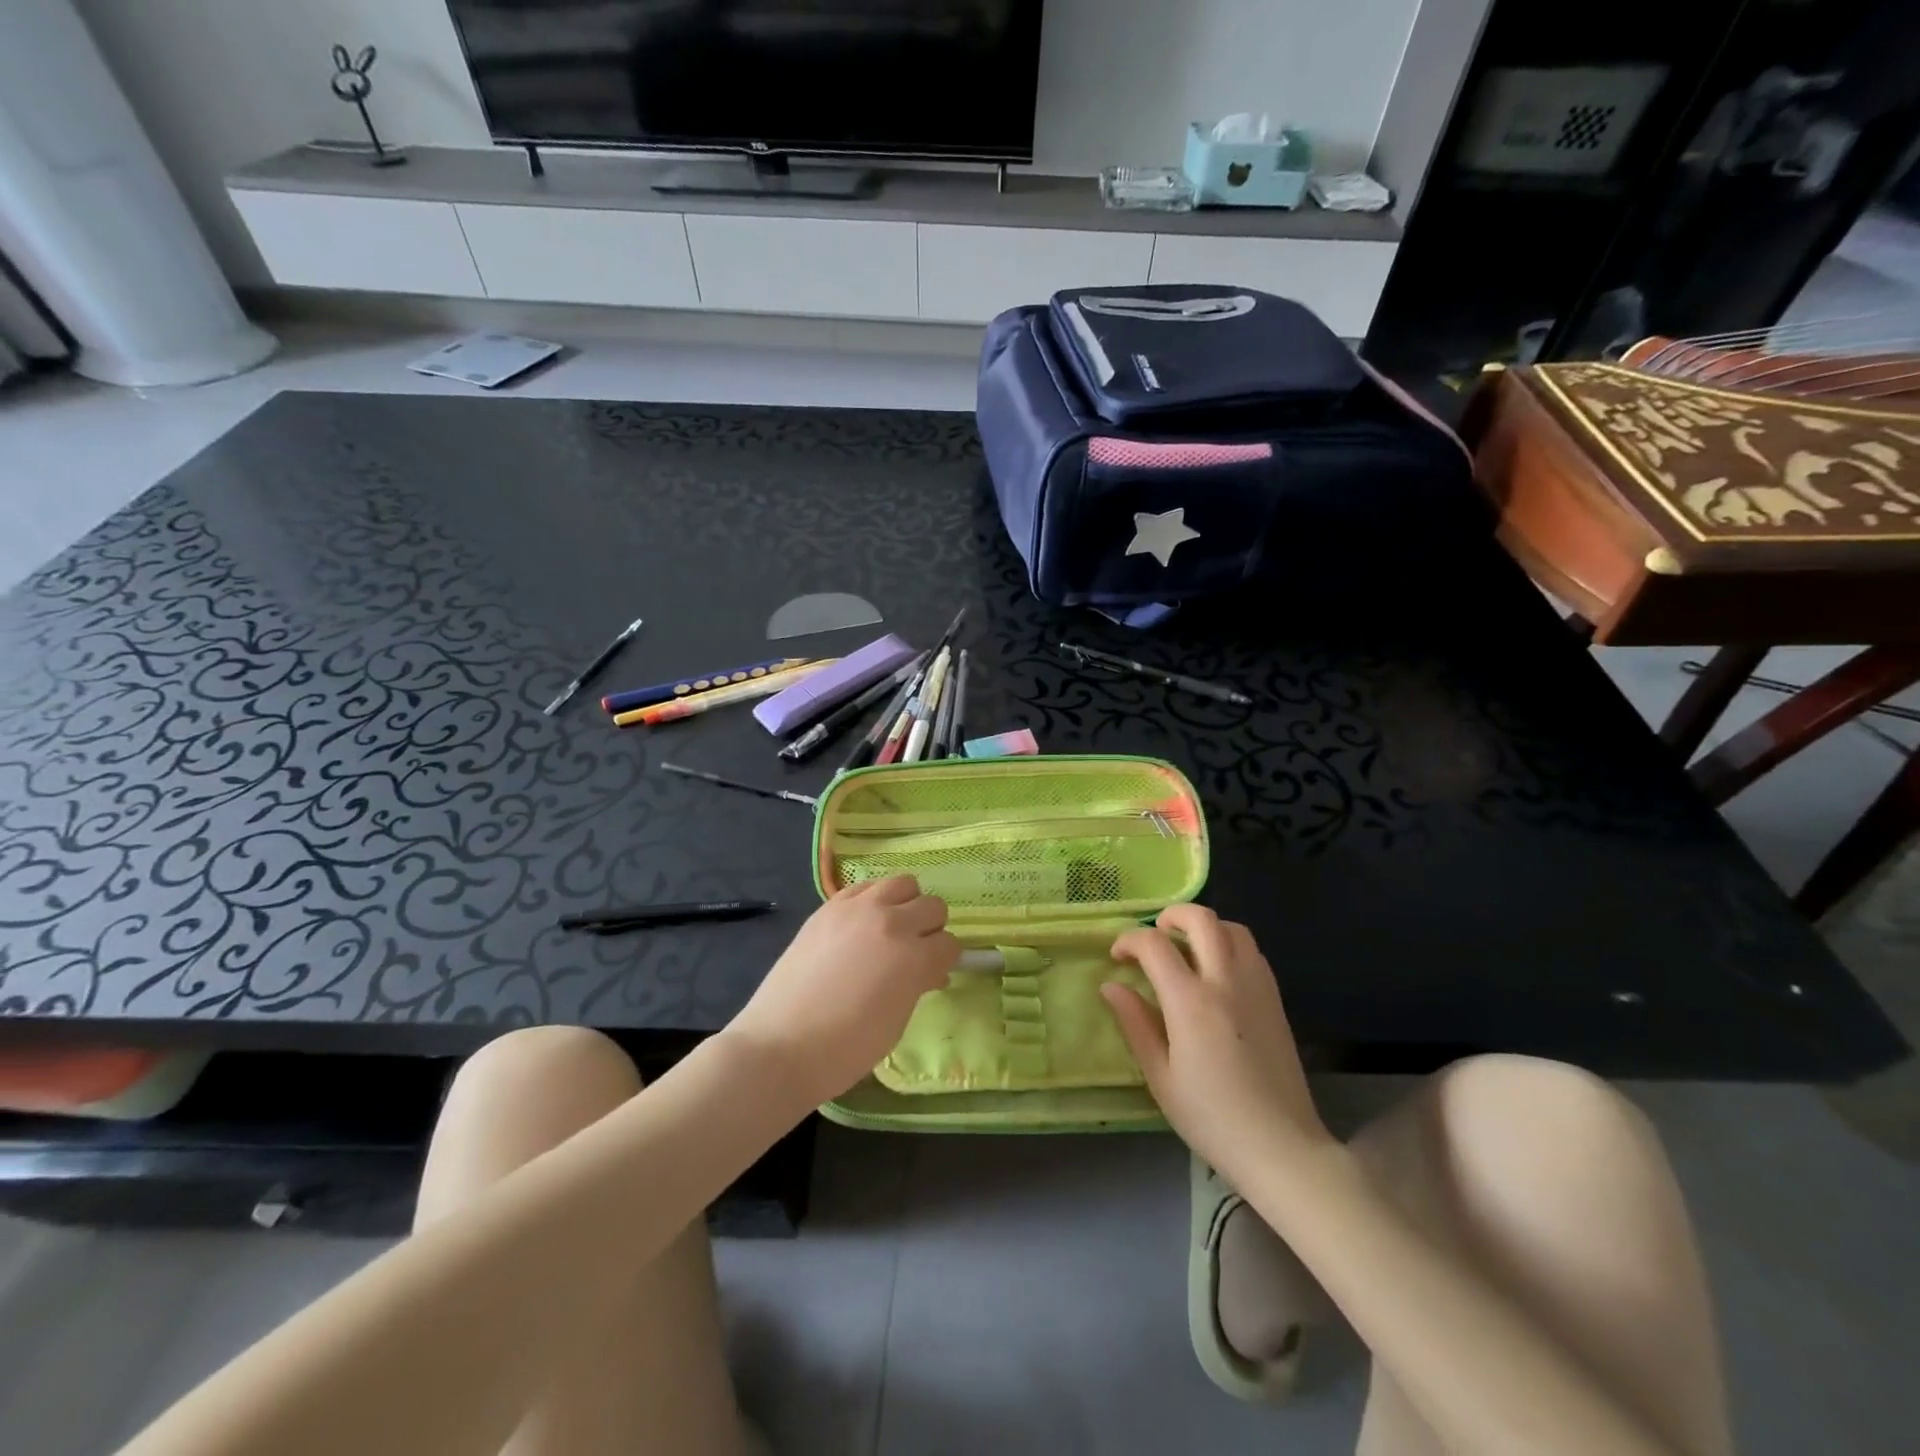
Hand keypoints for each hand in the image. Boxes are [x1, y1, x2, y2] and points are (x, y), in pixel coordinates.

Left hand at [727, 876, 959, 1107]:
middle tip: (915, 951)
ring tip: (891, 930)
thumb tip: (930, 972)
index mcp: (913, 956)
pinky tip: (861, 925)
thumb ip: (917, 985)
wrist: (781, 1045)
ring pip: (903, 883)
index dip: (944, 961)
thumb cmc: (846, 1048)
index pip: (950, 944)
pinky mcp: (829, 907)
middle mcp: (891, 922)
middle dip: (930, 928)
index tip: (933, 973)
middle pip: (932, 906)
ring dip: (905, 904)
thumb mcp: (896, 1022)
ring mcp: (857, 909)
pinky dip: (872, 900)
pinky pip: (864, 887)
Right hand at [1104, 905, 1331, 1181]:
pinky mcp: (1275, 999)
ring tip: (1186, 948)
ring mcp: (1256, 987)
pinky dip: (1229, 944)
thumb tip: (1111, 986)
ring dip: (1204, 927)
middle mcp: (1226, 982)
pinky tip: (1216, 971)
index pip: (1154, 945)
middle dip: (1170, 915)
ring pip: (1232, 928)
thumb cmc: (1211, 1118)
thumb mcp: (1160, 1077)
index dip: (1129, 941)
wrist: (1281, 1147)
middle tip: (1153, 935)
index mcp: (1191, 1002)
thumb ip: (1135, 1024)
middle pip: (1200, 919)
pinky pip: (1252, 951)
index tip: (1117, 958)